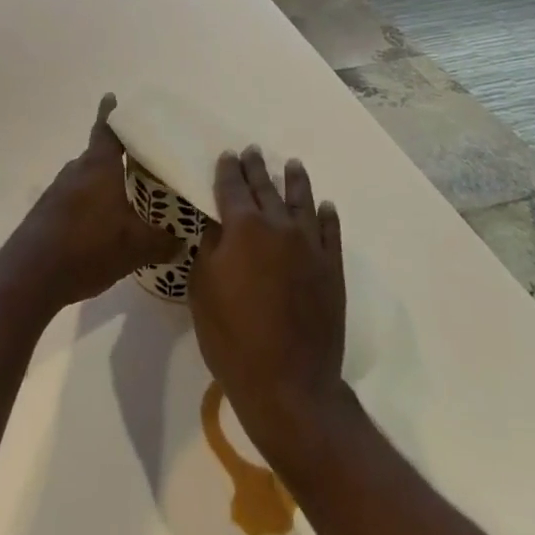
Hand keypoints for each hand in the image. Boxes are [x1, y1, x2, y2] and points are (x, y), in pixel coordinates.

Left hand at [0, 94, 182, 314]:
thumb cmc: (87, 247)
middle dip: (116, 156)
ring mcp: (57, 193)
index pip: (107, 130)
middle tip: (140, 159)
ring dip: (103, 183)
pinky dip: (90, 204)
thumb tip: (183, 241)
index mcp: (98, 167)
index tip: (112, 97)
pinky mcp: (46, 215)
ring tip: (126, 195)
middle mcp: (76, 172)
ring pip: (85, 179)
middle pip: (98, 155)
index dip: (111, 113)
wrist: (29, 276)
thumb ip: (163, 242)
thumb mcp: (135, 248)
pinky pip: (74, 199)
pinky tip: (102, 226)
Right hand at [190, 149, 346, 460]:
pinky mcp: (332, 268)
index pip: (233, 188)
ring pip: (302, 201)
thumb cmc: (233, 338)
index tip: (228, 155)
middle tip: (253, 151)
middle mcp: (278, 226)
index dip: (229, 170)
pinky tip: (325, 207)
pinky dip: (327, 216)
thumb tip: (217, 225)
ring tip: (292, 165)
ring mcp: (310, 246)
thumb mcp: (202, 290)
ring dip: (295, 181)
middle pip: (265, 189)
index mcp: (243, 228)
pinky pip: (330, 232)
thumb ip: (209, 249)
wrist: (289, 383)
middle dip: (257, 169)